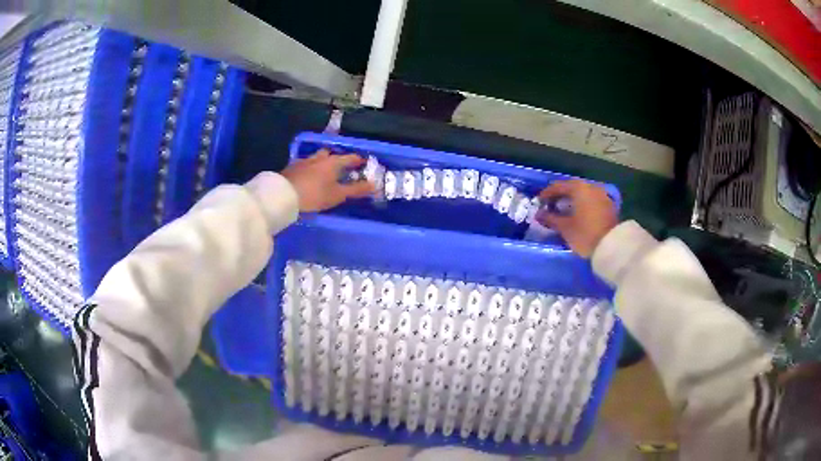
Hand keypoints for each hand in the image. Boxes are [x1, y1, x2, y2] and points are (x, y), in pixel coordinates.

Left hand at [282, 149, 374, 211]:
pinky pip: (306, 165)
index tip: (364, 164)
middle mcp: (319, 157)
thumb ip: (356, 189)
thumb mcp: (338, 195)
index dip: (358, 160)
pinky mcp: (292, 168)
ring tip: (325, 172)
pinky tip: (309, 177)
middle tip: (342, 168)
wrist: (283, 195)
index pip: (350, 157)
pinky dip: (311, 168)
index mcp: (333, 162)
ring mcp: (304, 161)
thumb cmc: (314, 195)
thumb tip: (374, 185)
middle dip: (338, 158)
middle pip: (331, 154)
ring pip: (317, 158)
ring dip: (323, 163)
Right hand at [538, 180, 617, 257]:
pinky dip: (581, 205)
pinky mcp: (607, 205)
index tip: (538, 204)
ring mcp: (601, 195)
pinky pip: (590, 200)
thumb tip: (539, 214)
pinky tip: (577, 215)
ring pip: (581, 194)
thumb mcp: (565, 227)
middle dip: (559, 197)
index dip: (546, 194)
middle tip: (550, 207)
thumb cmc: (585, 234)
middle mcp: (590, 186)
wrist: (612, 246)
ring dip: (571, 201)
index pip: (557, 186)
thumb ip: (550, 219)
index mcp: (578, 188)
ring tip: (562, 212)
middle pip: (571, 188)